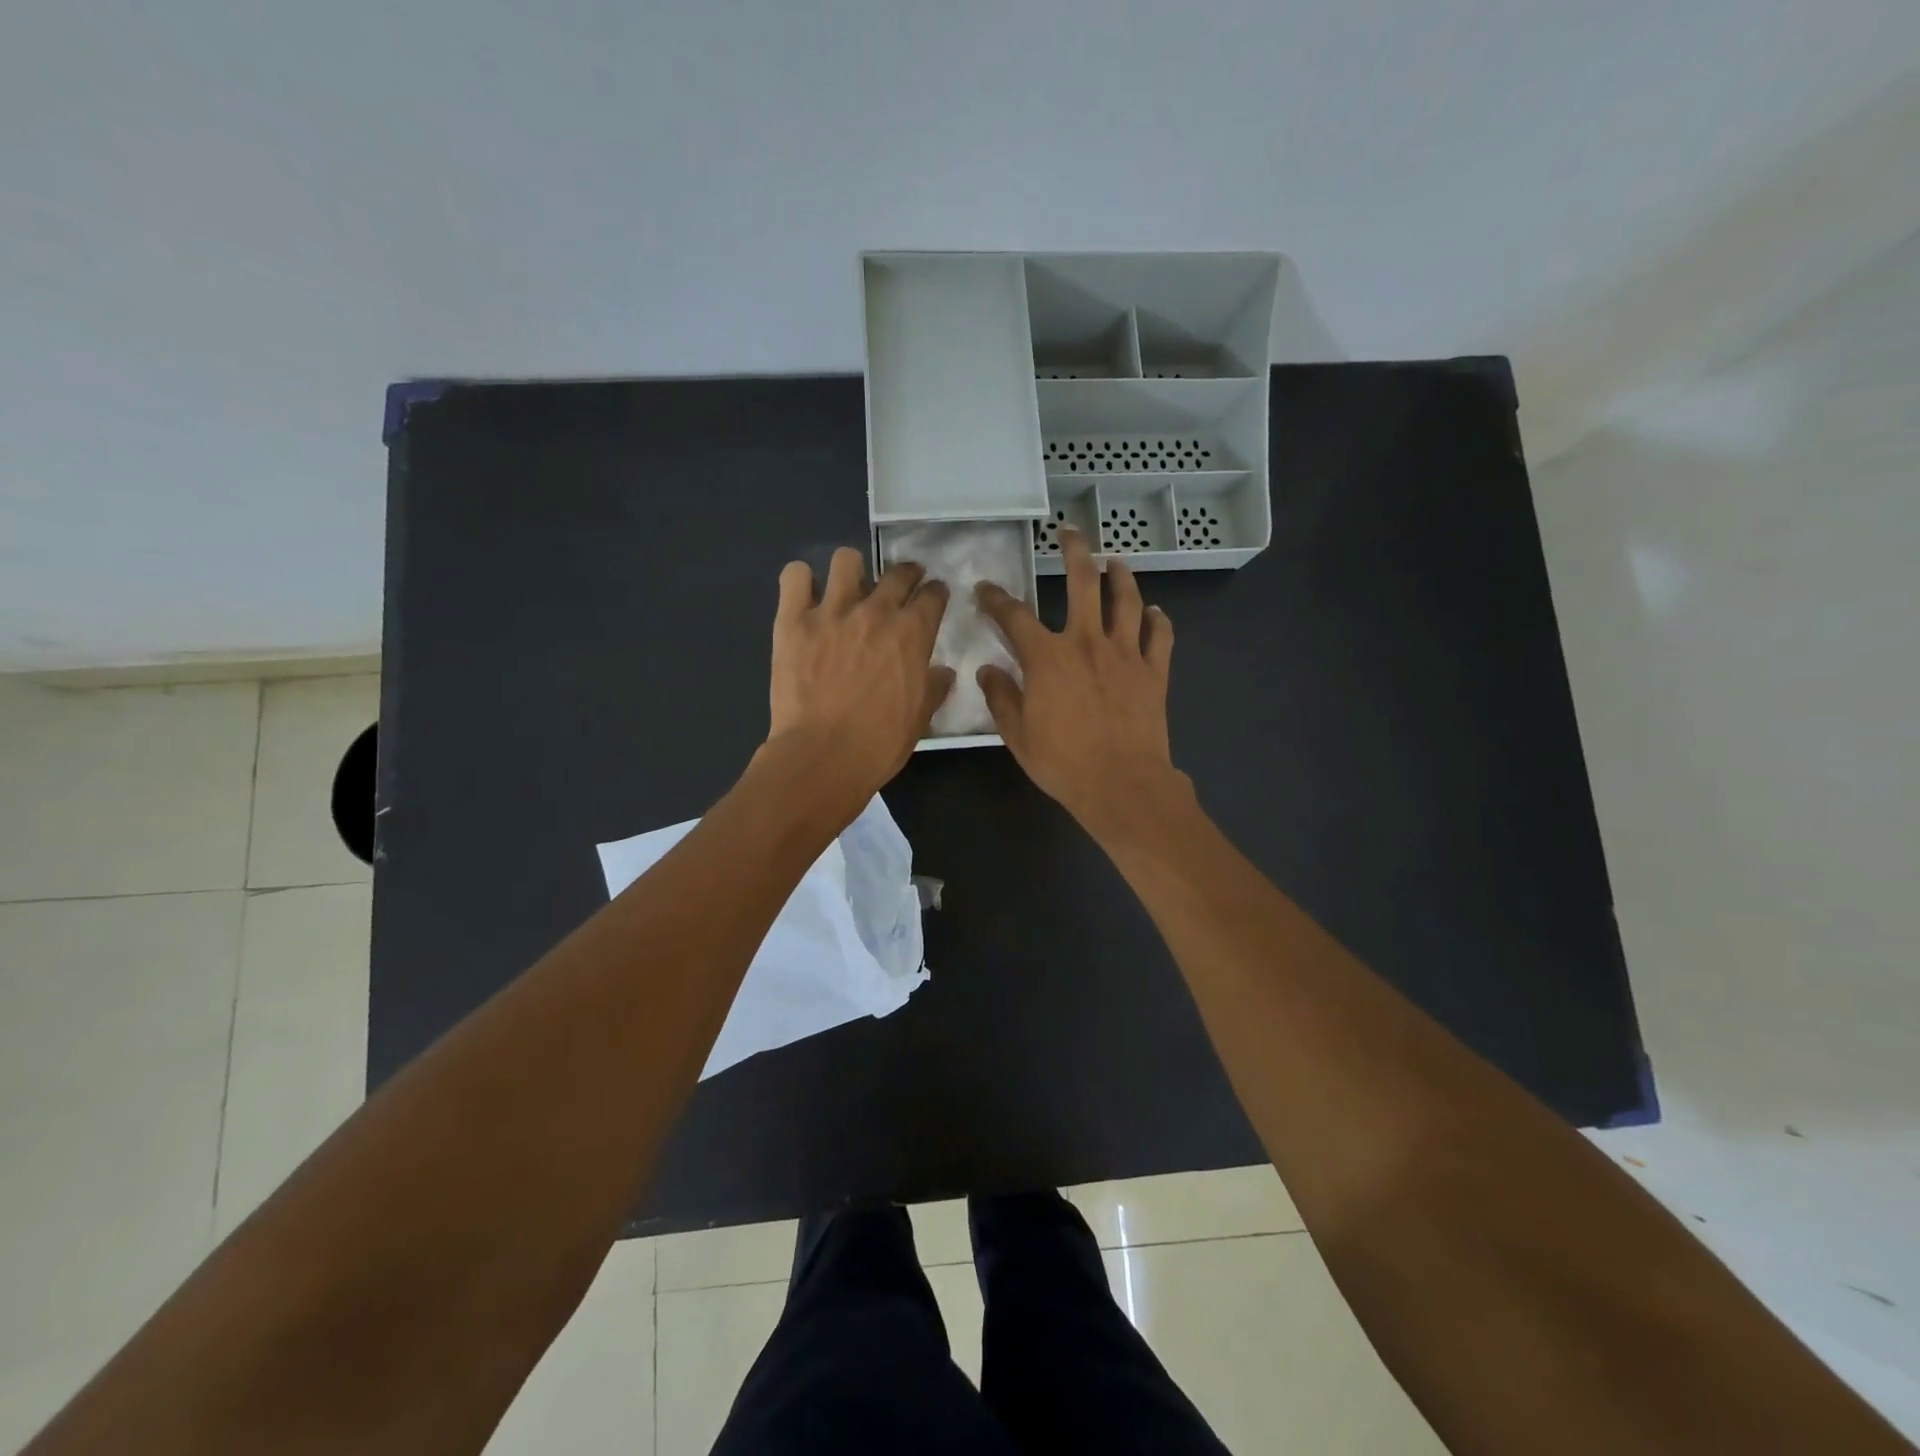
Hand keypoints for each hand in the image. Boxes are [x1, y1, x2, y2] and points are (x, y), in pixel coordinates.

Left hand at [767, 546, 953, 806]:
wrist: (823, 756)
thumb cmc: (879, 744)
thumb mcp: (920, 718)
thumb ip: (933, 688)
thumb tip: (943, 672)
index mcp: (912, 634)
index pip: (933, 595)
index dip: (936, 594)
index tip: (933, 598)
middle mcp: (876, 612)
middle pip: (897, 572)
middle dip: (906, 575)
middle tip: (901, 586)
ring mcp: (832, 611)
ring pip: (847, 559)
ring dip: (852, 571)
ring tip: (848, 589)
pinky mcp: (793, 620)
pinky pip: (795, 576)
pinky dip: (801, 581)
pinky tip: (805, 597)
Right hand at [975, 528, 1187, 841]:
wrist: (1122, 785)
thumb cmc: (1064, 763)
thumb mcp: (1017, 735)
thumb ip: (1001, 697)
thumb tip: (988, 669)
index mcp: (1047, 657)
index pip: (1014, 616)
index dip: (996, 599)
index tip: (985, 589)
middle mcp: (1087, 642)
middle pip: (1083, 582)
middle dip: (1074, 551)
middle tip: (1070, 533)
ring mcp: (1125, 653)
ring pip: (1127, 600)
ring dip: (1120, 576)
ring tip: (1115, 562)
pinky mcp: (1154, 671)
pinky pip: (1160, 634)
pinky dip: (1157, 618)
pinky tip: (1154, 610)